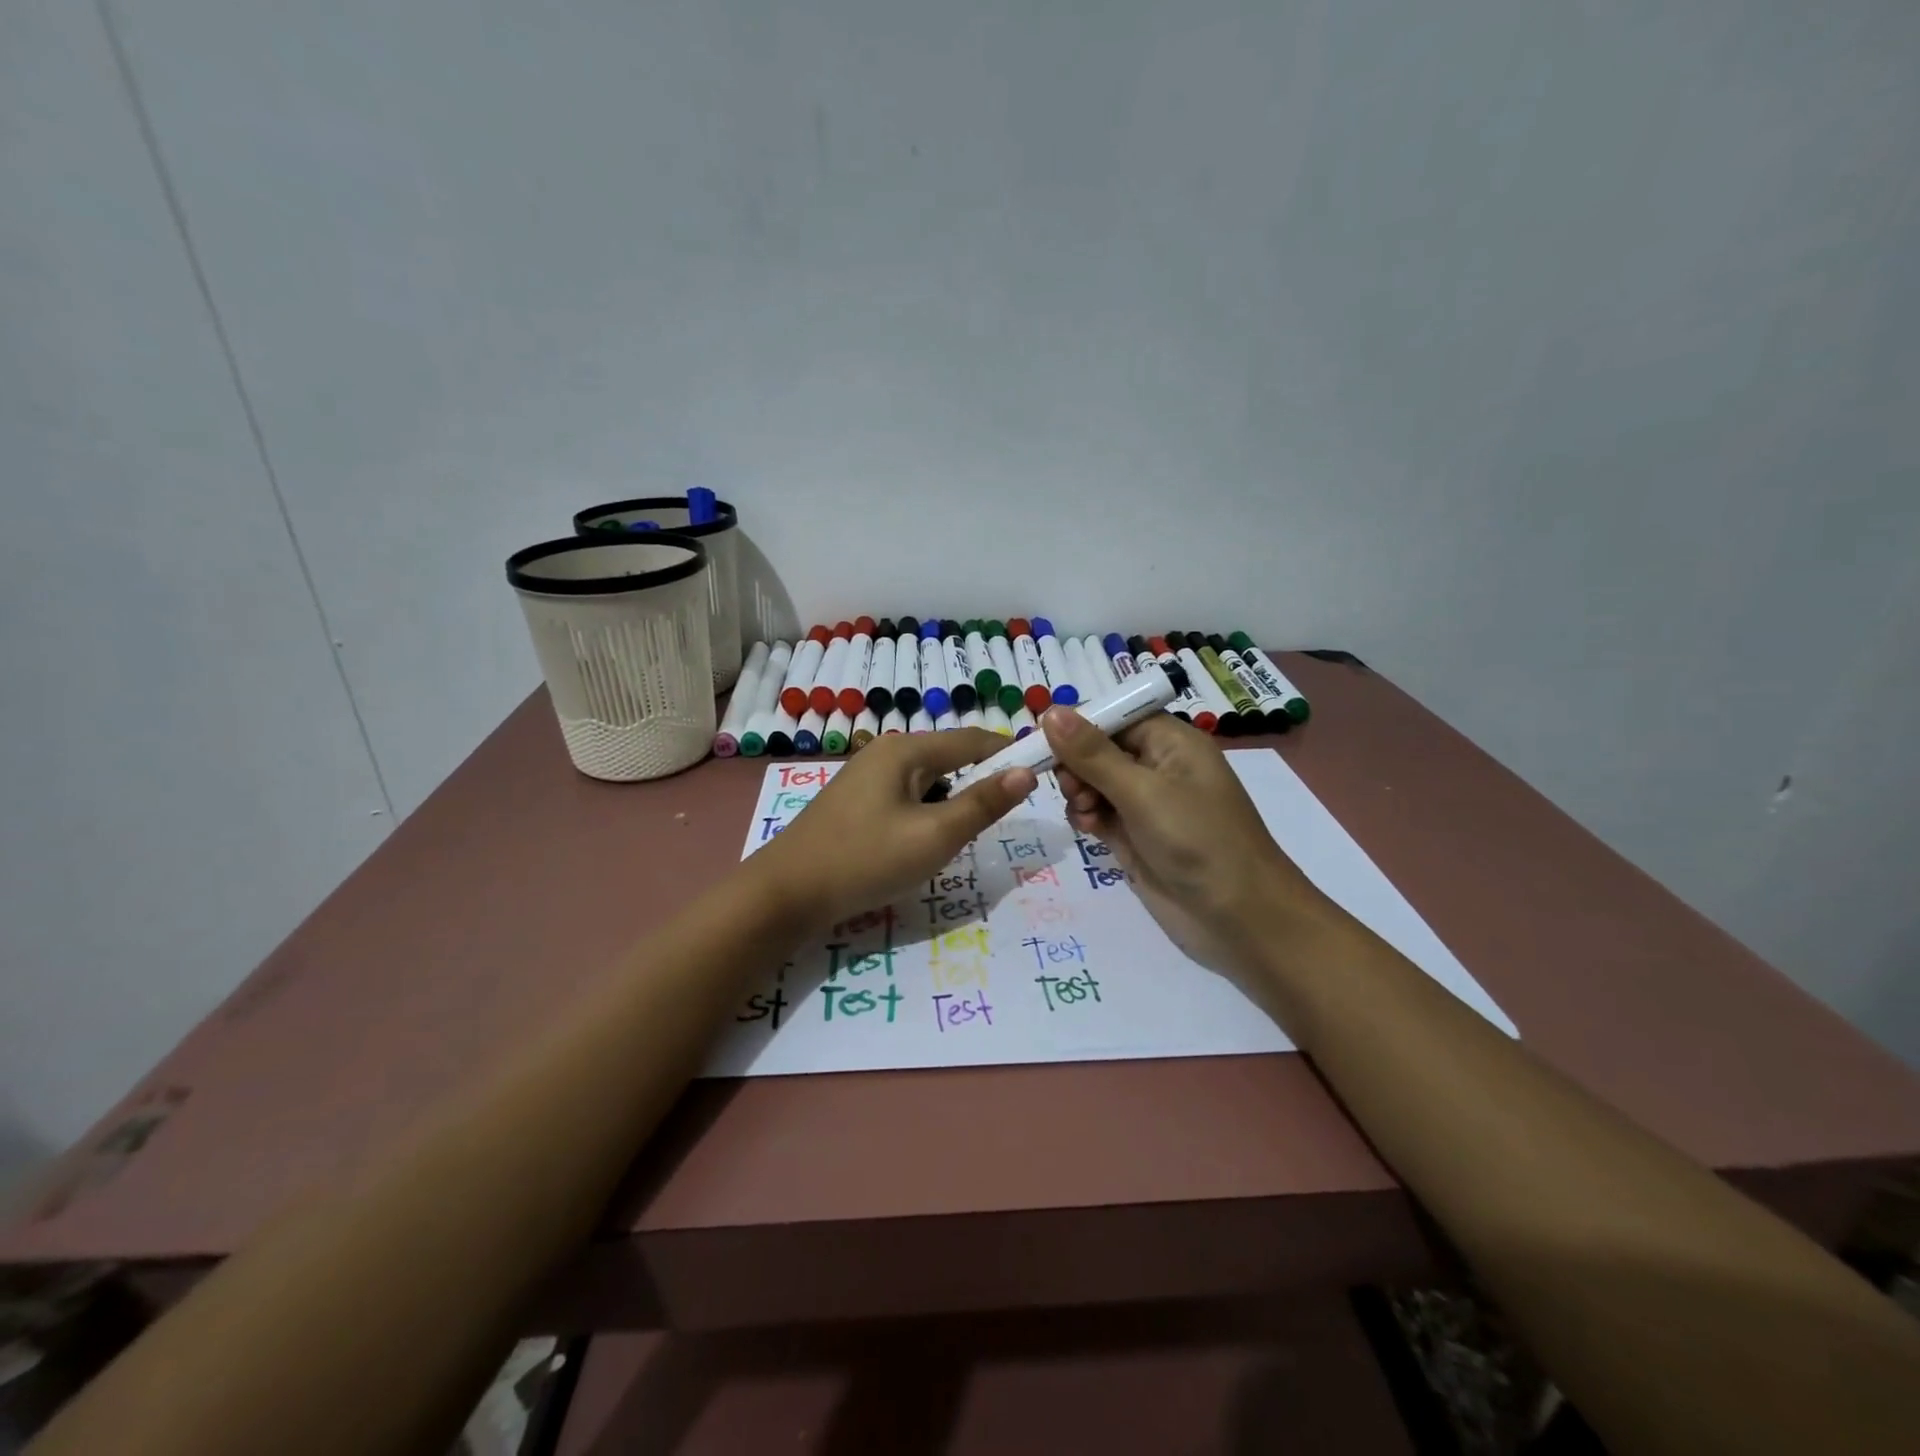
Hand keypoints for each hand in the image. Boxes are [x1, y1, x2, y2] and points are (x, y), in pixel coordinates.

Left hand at [754, 729, 1034, 929]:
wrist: (786, 894)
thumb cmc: (866, 860)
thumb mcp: (935, 836)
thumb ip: (982, 804)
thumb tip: (1025, 772)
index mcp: (907, 750)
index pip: (974, 739)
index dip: (1010, 754)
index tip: (1043, 774)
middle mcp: (886, 752)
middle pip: (950, 758)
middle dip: (979, 785)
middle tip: (1000, 822)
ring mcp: (866, 776)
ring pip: (929, 782)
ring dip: (951, 804)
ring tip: (959, 839)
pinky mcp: (856, 802)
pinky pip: (906, 797)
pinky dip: (925, 814)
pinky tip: (921, 844)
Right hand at [1043, 709, 1333, 975]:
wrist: (1239, 918)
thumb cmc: (1197, 840)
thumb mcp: (1142, 791)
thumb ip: (1092, 754)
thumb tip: (1050, 711)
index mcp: (1170, 742)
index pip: (1115, 717)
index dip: (1078, 726)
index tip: (1041, 741)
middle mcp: (1157, 767)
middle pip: (1099, 749)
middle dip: (1076, 764)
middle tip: (1070, 787)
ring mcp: (1146, 805)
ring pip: (1094, 783)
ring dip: (1079, 792)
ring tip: (1083, 812)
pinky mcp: (1135, 837)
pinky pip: (1098, 814)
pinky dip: (1086, 817)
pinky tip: (1087, 828)